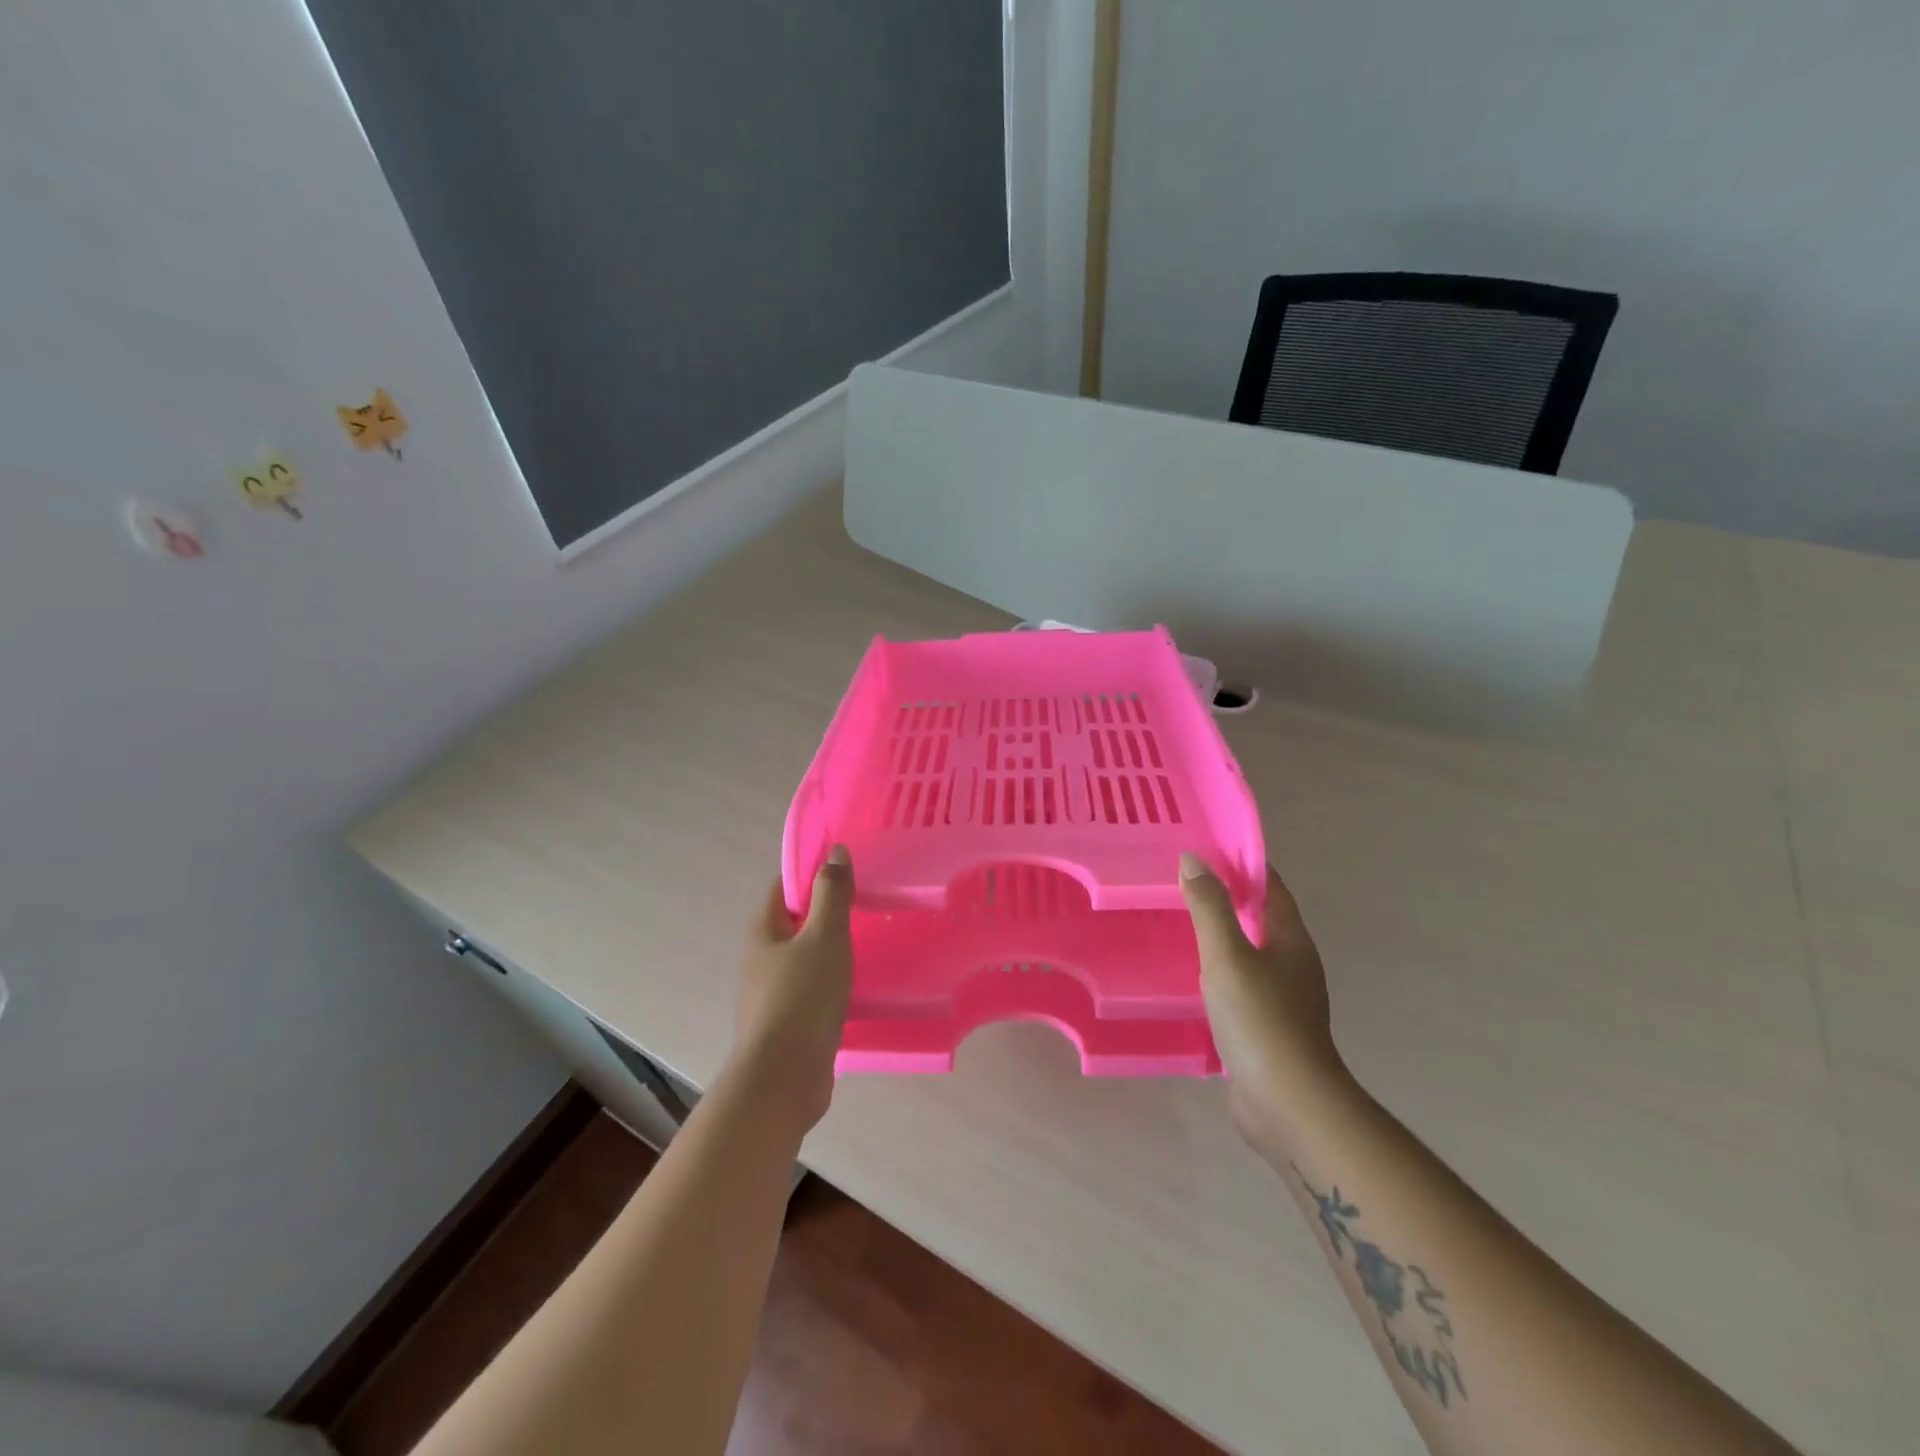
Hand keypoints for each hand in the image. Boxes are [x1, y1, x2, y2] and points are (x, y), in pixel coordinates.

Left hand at [733, 845, 854, 1133]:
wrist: (784, 1077)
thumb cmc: (803, 995)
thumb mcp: (824, 935)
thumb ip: (832, 893)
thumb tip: (835, 852)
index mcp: (762, 931)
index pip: (784, 888)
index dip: (811, 874)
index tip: (846, 870)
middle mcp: (759, 959)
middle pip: (793, 923)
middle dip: (823, 913)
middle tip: (863, 905)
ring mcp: (769, 995)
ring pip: (802, 960)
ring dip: (828, 951)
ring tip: (866, 945)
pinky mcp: (785, 1025)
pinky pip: (810, 991)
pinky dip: (830, 983)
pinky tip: (854, 988)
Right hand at [1180, 853, 1350, 1150]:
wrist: (1288, 1104)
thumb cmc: (1260, 1019)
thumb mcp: (1227, 955)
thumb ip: (1209, 907)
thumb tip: (1194, 859)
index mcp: (1291, 939)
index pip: (1270, 887)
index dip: (1243, 865)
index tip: (1206, 850)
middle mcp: (1293, 964)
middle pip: (1262, 918)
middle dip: (1228, 899)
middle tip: (1183, 884)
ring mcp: (1284, 999)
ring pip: (1251, 953)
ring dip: (1223, 937)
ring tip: (1180, 925)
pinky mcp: (1269, 1029)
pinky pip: (1242, 986)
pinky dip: (1220, 973)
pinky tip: (1193, 978)